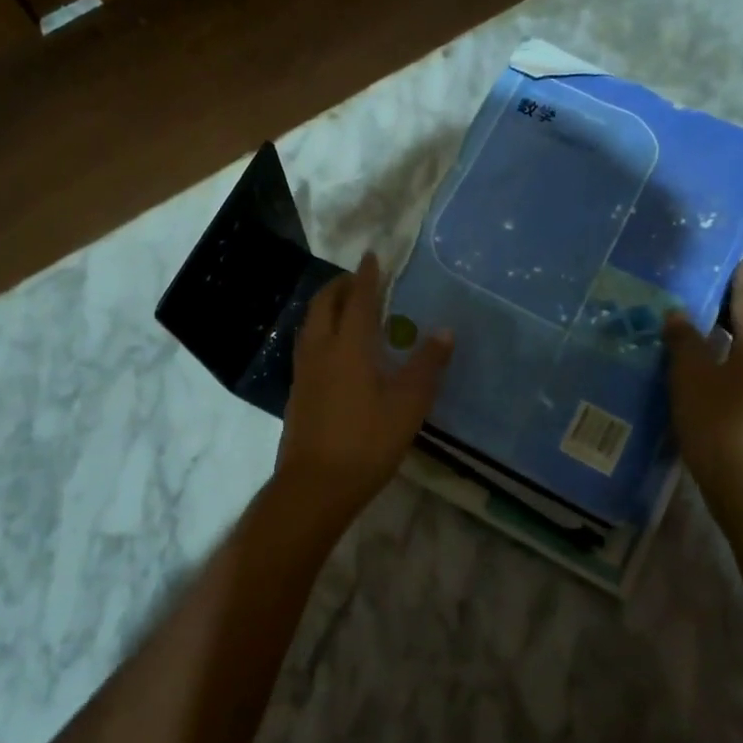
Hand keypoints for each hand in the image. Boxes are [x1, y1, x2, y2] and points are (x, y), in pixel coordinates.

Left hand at [276, 252, 452, 520]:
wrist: (315, 486)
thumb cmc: (366, 442)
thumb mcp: (408, 405)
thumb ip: (426, 365)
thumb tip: (444, 331)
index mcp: (349, 347)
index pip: (358, 300)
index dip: (366, 277)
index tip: (372, 256)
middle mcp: (321, 350)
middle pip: (324, 305)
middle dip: (340, 286)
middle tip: (359, 279)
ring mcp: (304, 371)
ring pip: (311, 324)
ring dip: (327, 306)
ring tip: (345, 307)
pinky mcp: (298, 392)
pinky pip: (308, 345)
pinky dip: (321, 330)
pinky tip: (333, 349)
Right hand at [663, 258, 742, 506]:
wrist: (741, 481)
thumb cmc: (716, 420)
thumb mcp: (691, 375)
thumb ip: (684, 341)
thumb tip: (678, 314)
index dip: (742, 283)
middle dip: (732, 308)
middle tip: (710, 287)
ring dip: (725, 334)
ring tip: (700, 322)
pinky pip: (738, 370)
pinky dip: (721, 357)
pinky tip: (701, 363)